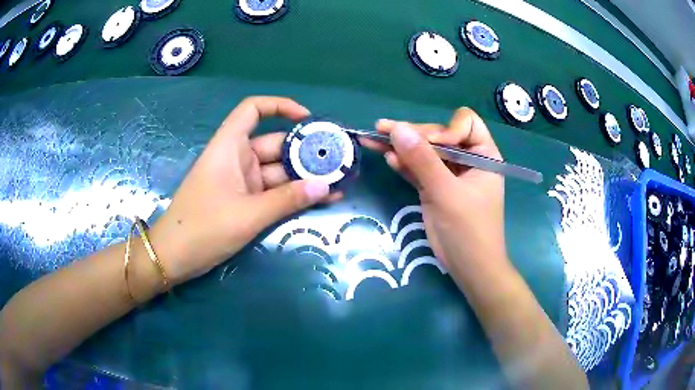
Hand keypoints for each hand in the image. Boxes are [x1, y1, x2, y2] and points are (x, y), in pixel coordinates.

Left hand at [150, 97, 339, 283]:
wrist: (174, 257)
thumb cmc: (203, 228)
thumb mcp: (248, 215)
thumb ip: (287, 200)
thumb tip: (326, 187)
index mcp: (229, 147)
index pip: (253, 109)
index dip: (280, 106)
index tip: (307, 120)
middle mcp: (236, 158)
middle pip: (275, 144)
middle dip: (306, 152)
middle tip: (340, 162)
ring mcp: (241, 181)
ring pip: (277, 171)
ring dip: (304, 178)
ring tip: (338, 183)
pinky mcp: (244, 200)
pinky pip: (272, 191)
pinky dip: (293, 195)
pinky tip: (321, 199)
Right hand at [361, 108, 506, 279]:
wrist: (469, 268)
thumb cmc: (469, 230)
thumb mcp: (446, 193)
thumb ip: (422, 160)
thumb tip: (397, 129)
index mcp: (483, 155)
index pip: (465, 123)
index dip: (445, 129)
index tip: (430, 144)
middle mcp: (468, 160)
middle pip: (439, 135)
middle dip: (413, 134)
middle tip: (382, 130)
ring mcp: (450, 174)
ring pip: (425, 152)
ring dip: (401, 147)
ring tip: (374, 139)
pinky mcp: (435, 188)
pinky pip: (418, 170)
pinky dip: (404, 164)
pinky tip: (388, 157)